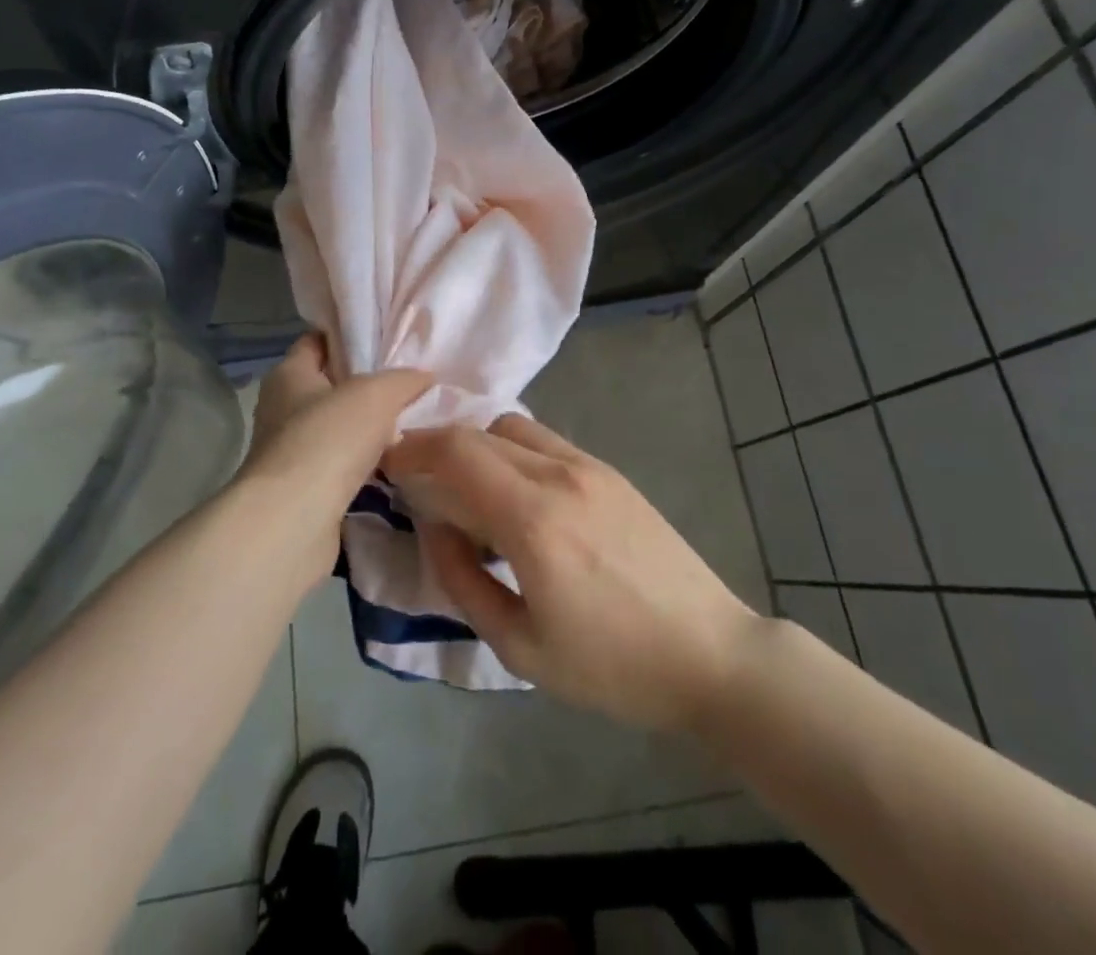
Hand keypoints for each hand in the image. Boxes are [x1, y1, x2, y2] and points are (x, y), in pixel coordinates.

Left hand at [237, 334, 430, 590]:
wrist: (294, 521)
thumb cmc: (328, 439)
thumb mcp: (376, 394)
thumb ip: (403, 380)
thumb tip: (424, 377)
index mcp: (289, 374)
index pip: (317, 342)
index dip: (349, 337)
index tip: (387, 339)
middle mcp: (282, 409)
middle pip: (330, 386)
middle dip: (367, 386)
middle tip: (410, 383)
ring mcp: (290, 452)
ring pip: (337, 429)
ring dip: (368, 429)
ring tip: (411, 423)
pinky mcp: (303, 490)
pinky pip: (340, 465)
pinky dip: (364, 464)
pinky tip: (395, 463)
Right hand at [382, 416, 761, 730]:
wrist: (708, 654)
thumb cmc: (611, 666)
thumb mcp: (520, 646)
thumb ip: (463, 580)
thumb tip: (433, 527)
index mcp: (533, 519)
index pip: (455, 452)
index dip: (412, 449)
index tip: (387, 464)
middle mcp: (559, 474)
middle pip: (478, 433)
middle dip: (436, 446)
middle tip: (417, 481)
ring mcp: (589, 466)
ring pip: (512, 428)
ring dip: (477, 445)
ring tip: (467, 489)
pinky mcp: (610, 471)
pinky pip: (544, 441)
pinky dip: (511, 451)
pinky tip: (515, 493)